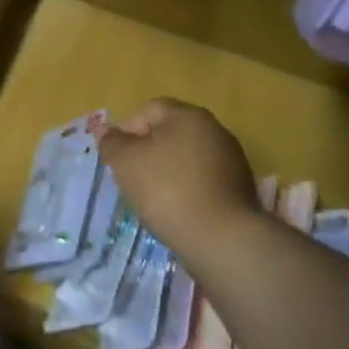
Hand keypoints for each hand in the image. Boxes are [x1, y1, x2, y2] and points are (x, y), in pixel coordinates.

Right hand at [98, 99, 259, 262]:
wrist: (222, 239)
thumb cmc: (167, 189)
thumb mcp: (125, 161)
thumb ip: (112, 142)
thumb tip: (107, 132)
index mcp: (189, 116)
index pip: (150, 109)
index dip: (128, 129)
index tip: (120, 158)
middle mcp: (215, 130)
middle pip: (171, 133)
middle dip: (149, 152)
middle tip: (133, 177)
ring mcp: (233, 161)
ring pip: (188, 158)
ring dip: (169, 172)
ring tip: (156, 199)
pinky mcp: (241, 190)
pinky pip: (204, 181)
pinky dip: (188, 190)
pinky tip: (179, 211)